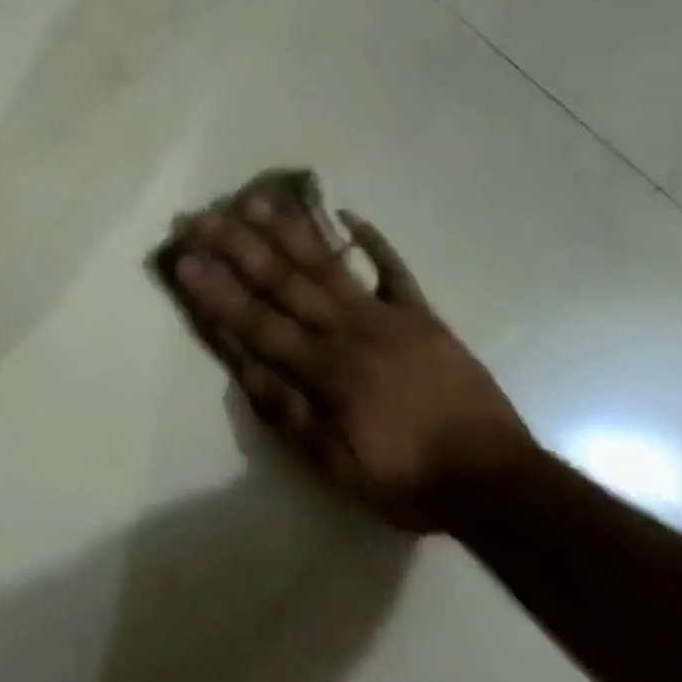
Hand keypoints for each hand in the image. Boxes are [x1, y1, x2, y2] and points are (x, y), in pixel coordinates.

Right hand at [161, 190, 532, 531]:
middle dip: (237, 247)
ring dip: (289, 231)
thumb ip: (289, 415)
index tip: (185, 261)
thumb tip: (244, 369)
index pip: (256, 322)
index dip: (217, 292)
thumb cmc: (408, 477)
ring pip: (327, 265)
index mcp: (323, 369)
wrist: (496, 480)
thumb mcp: (338, 466)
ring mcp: (384, 315)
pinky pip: (393, 270)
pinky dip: (373, 241)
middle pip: (282, 281)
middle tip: (203, 217)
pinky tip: (347, 213)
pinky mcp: (420, 314)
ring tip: (256, 201)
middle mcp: (345, 330)